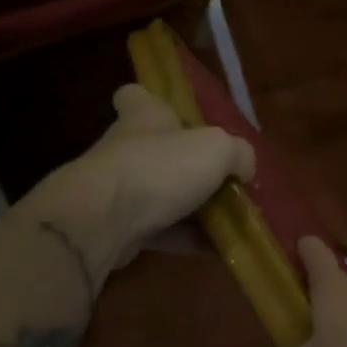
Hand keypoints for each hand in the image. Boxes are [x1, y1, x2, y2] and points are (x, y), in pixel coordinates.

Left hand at [18, 84, 254, 284]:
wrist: (102, 221)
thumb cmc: (161, 167)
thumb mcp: (218, 149)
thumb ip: (239, 154)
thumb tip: (243, 168)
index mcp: (144, 117)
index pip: (137, 96)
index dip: (153, 100)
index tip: (174, 115)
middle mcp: (126, 148)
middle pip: (156, 150)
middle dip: (186, 165)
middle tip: (222, 180)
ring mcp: (117, 190)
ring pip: (160, 194)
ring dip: (192, 208)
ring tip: (230, 221)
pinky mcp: (116, 228)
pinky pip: (160, 231)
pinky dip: (187, 240)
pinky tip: (216, 250)